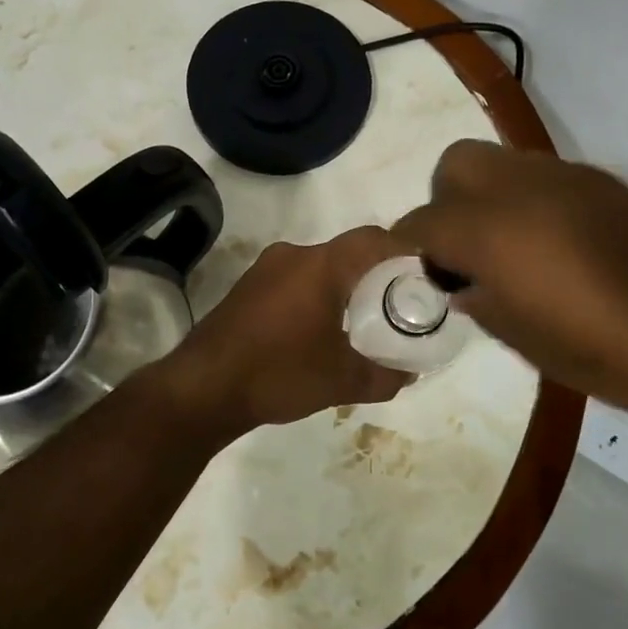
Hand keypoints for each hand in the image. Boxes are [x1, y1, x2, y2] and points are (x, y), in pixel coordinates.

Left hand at [159, 227, 411, 436]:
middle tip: (399, 301)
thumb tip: (410, 373)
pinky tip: (321, 327)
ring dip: (345, 284)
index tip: (425, 273)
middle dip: (377, 272)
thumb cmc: (278, 374)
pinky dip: (318, 293)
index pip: (374, 239)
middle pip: (347, 251)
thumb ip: (384, 375)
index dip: (404, 249)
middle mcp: (293, 255)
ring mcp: (265, 269)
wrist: (202, 389)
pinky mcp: (248, 287)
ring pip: (320, 265)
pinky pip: (296, 279)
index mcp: (320, 265)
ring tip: (363, 318)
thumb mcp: (342, 381)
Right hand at [392, 141, 627, 451]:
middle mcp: (525, 189)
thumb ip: (484, 303)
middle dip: (444, 204)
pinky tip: (557, 253)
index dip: (407, 250)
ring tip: (510, 257)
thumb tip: (464, 282)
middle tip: (463, 256)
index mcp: (495, 231)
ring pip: (502, 163)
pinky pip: (545, 180)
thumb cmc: (622, 356)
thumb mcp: (533, 345)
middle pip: (455, 165)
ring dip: (487, 199)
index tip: (414, 278)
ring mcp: (572, 179)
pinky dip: (529, 204)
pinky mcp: (610, 185)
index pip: (422, 222)